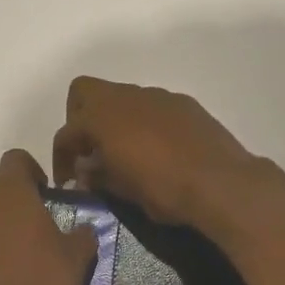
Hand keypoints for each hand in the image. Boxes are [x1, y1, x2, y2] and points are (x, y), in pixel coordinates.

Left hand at [0, 149, 97, 284]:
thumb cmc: (42, 281)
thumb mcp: (77, 257)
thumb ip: (82, 235)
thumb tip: (84, 229)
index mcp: (12, 192)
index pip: (14, 158)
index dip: (30, 169)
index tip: (46, 191)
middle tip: (24, 208)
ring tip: (22, 244)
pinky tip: (10, 269)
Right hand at [50, 78, 257, 228]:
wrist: (222, 183)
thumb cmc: (164, 190)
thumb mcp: (123, 191)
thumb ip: (98, 176)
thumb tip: (86, 171)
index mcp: (103, 117)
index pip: (66, 132)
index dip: (61, 158)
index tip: (68, 181)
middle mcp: (127, 97)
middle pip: (85, 92)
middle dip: (79, 119)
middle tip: (89, 151)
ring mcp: (158, 96)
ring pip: (122, 98)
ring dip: (115, 120)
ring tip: (124, 153)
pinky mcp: (184, 104)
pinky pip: (152, 106)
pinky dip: (144, 122)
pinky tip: (157, 150)